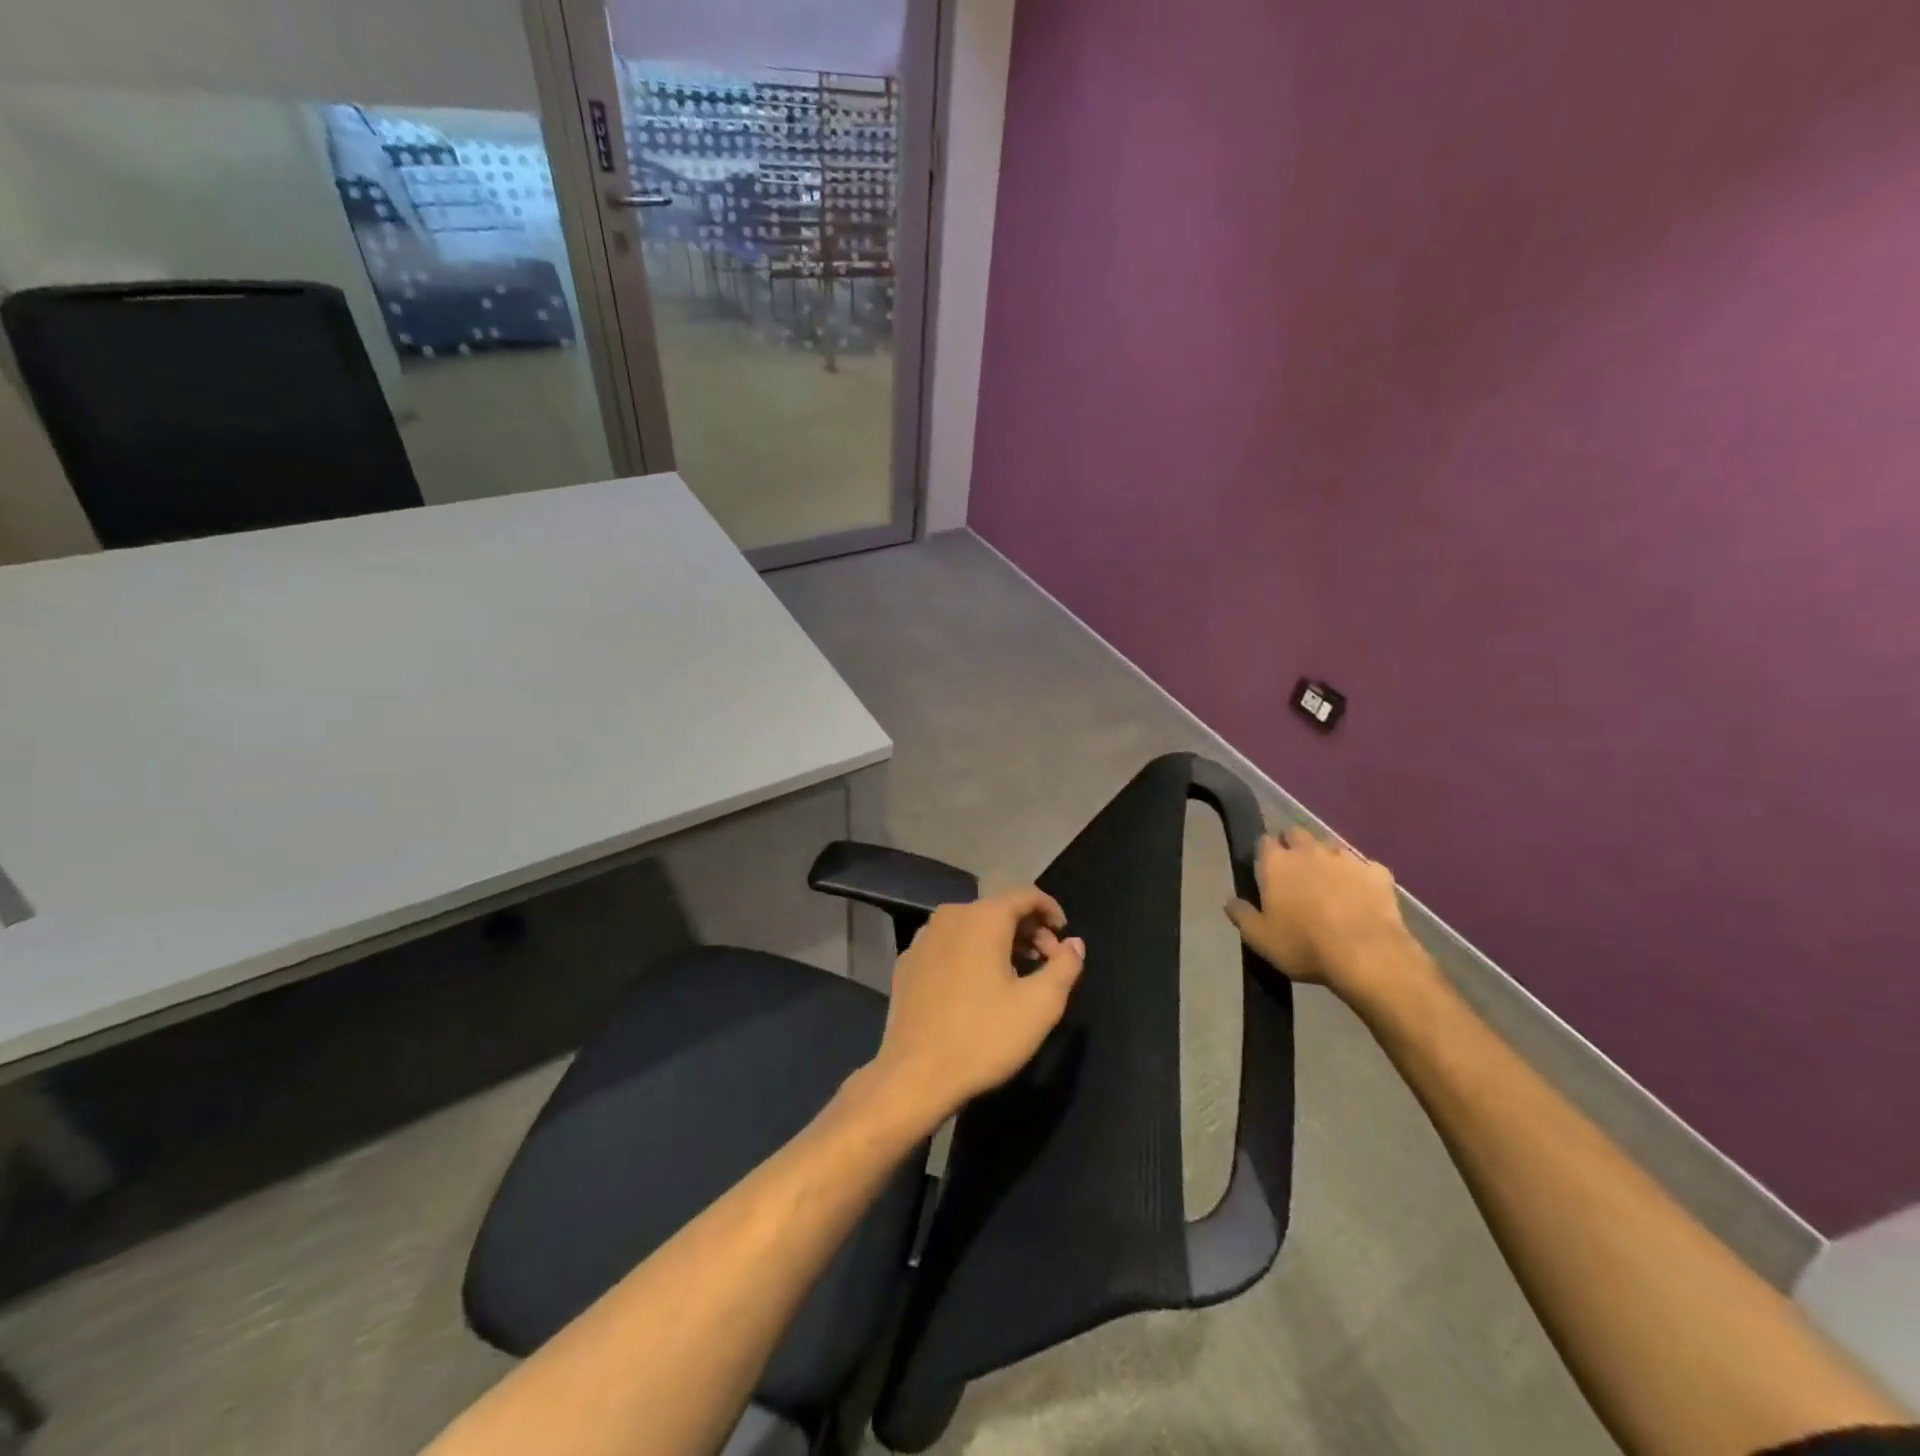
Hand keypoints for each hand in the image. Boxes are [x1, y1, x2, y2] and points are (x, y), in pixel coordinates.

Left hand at [869, 887, 1086, 1127]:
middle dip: (1028, 930)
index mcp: (983, 917)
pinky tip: (977, 988)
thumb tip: (1074, 943)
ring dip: (999, 943)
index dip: (1051, 910)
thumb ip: (1065, 966)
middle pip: (998, 909)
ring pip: (971, 927)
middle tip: (1047, 964)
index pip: (1026, 894)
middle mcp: (950, 916)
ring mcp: (923, 938)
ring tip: (1016, 976)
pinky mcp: (907, 962)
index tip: (1065, 938)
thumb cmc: (983, 1036)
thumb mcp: (1040, 1006)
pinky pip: (948, 945)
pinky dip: (970, 954)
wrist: (915, 1074)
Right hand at [1225, 826, 1419, 999]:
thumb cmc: (1304, 945)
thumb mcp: (1259, 938)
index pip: (1264, 841)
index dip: (1265, 853)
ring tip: (1329, 884)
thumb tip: (1230, 901)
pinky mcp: (1377, 872)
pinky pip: (1365, 868)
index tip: (1266, 869)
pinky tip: (1361, 896)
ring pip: (1331, 847)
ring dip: (1326, 859)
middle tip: (1296, 872)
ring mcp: (1346, 858)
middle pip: (1297, 834)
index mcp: (1277, 863)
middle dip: (1294, 846)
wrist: (1367, 956)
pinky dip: (1360, 877)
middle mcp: (1309, 850)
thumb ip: (1241, 915)